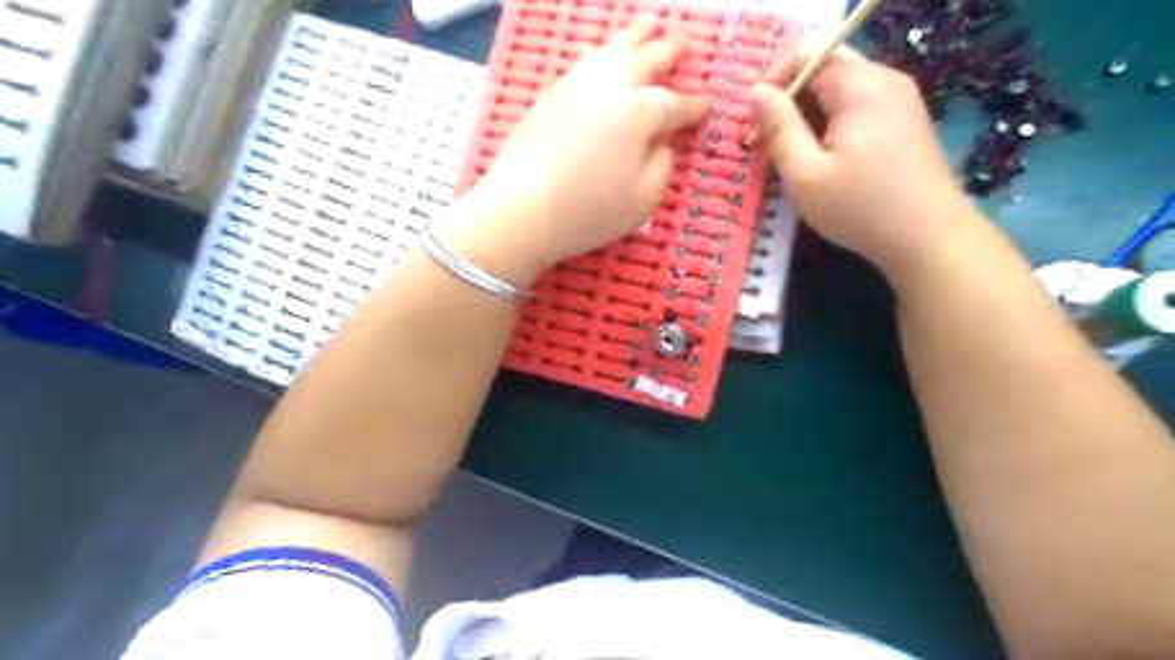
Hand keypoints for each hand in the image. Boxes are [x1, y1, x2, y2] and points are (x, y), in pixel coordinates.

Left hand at [450, 18, 706, 283]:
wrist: (522, 209)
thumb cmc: (589, 211)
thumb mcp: (643, 199)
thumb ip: (662, 164)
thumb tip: (661, 141)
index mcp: (640, 113)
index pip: (675, 104)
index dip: (693, 106)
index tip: (706, 105)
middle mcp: (611, 87)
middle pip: (647, 59)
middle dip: (670, 52)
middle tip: (686, 45)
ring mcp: (577, 84)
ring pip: (613, 49)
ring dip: (637, 36)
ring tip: (651, 25)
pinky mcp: (552, 92)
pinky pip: (585, 60)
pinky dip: (602, 51)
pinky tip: (604, 52)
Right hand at [751, 45, 984, 279]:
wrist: (929, 239)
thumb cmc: (860, 208)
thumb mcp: (804, 174)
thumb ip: (779, 128)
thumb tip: (757, 92)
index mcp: (860, 86)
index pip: (807, 53)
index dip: (773, 82)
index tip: (756, 126)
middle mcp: (885, 80)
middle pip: (824, 69)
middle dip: (789, 102)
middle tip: (770, 145)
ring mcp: (901, 100)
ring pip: (841, 90)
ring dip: (809, 116)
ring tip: (794, 157)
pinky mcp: (907, 122)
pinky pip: (859, 107)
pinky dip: (832, 124)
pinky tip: (826, 161)